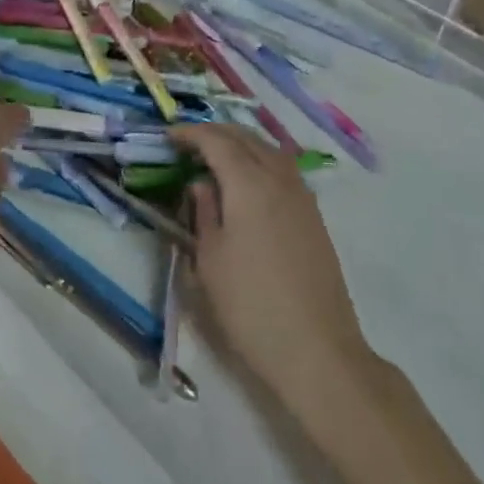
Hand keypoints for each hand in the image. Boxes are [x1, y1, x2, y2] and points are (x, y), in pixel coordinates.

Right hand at [169, 123, 372, 403]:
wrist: (317, 350)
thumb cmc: (250, 306)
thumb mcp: (210, 259)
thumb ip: (204, 212)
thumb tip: (200, 184)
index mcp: (249, 184)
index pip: (216, 141)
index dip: (190, 133)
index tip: (167, 136)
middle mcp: (280, 179)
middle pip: (246, 138)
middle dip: (215, 133)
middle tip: (187, 143)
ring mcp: (303, 197)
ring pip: (269, 150)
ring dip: (240, 144)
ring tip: (215, 156)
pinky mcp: (314, 217)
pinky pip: (283, 169)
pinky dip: (260, 161)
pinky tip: (247, 181)